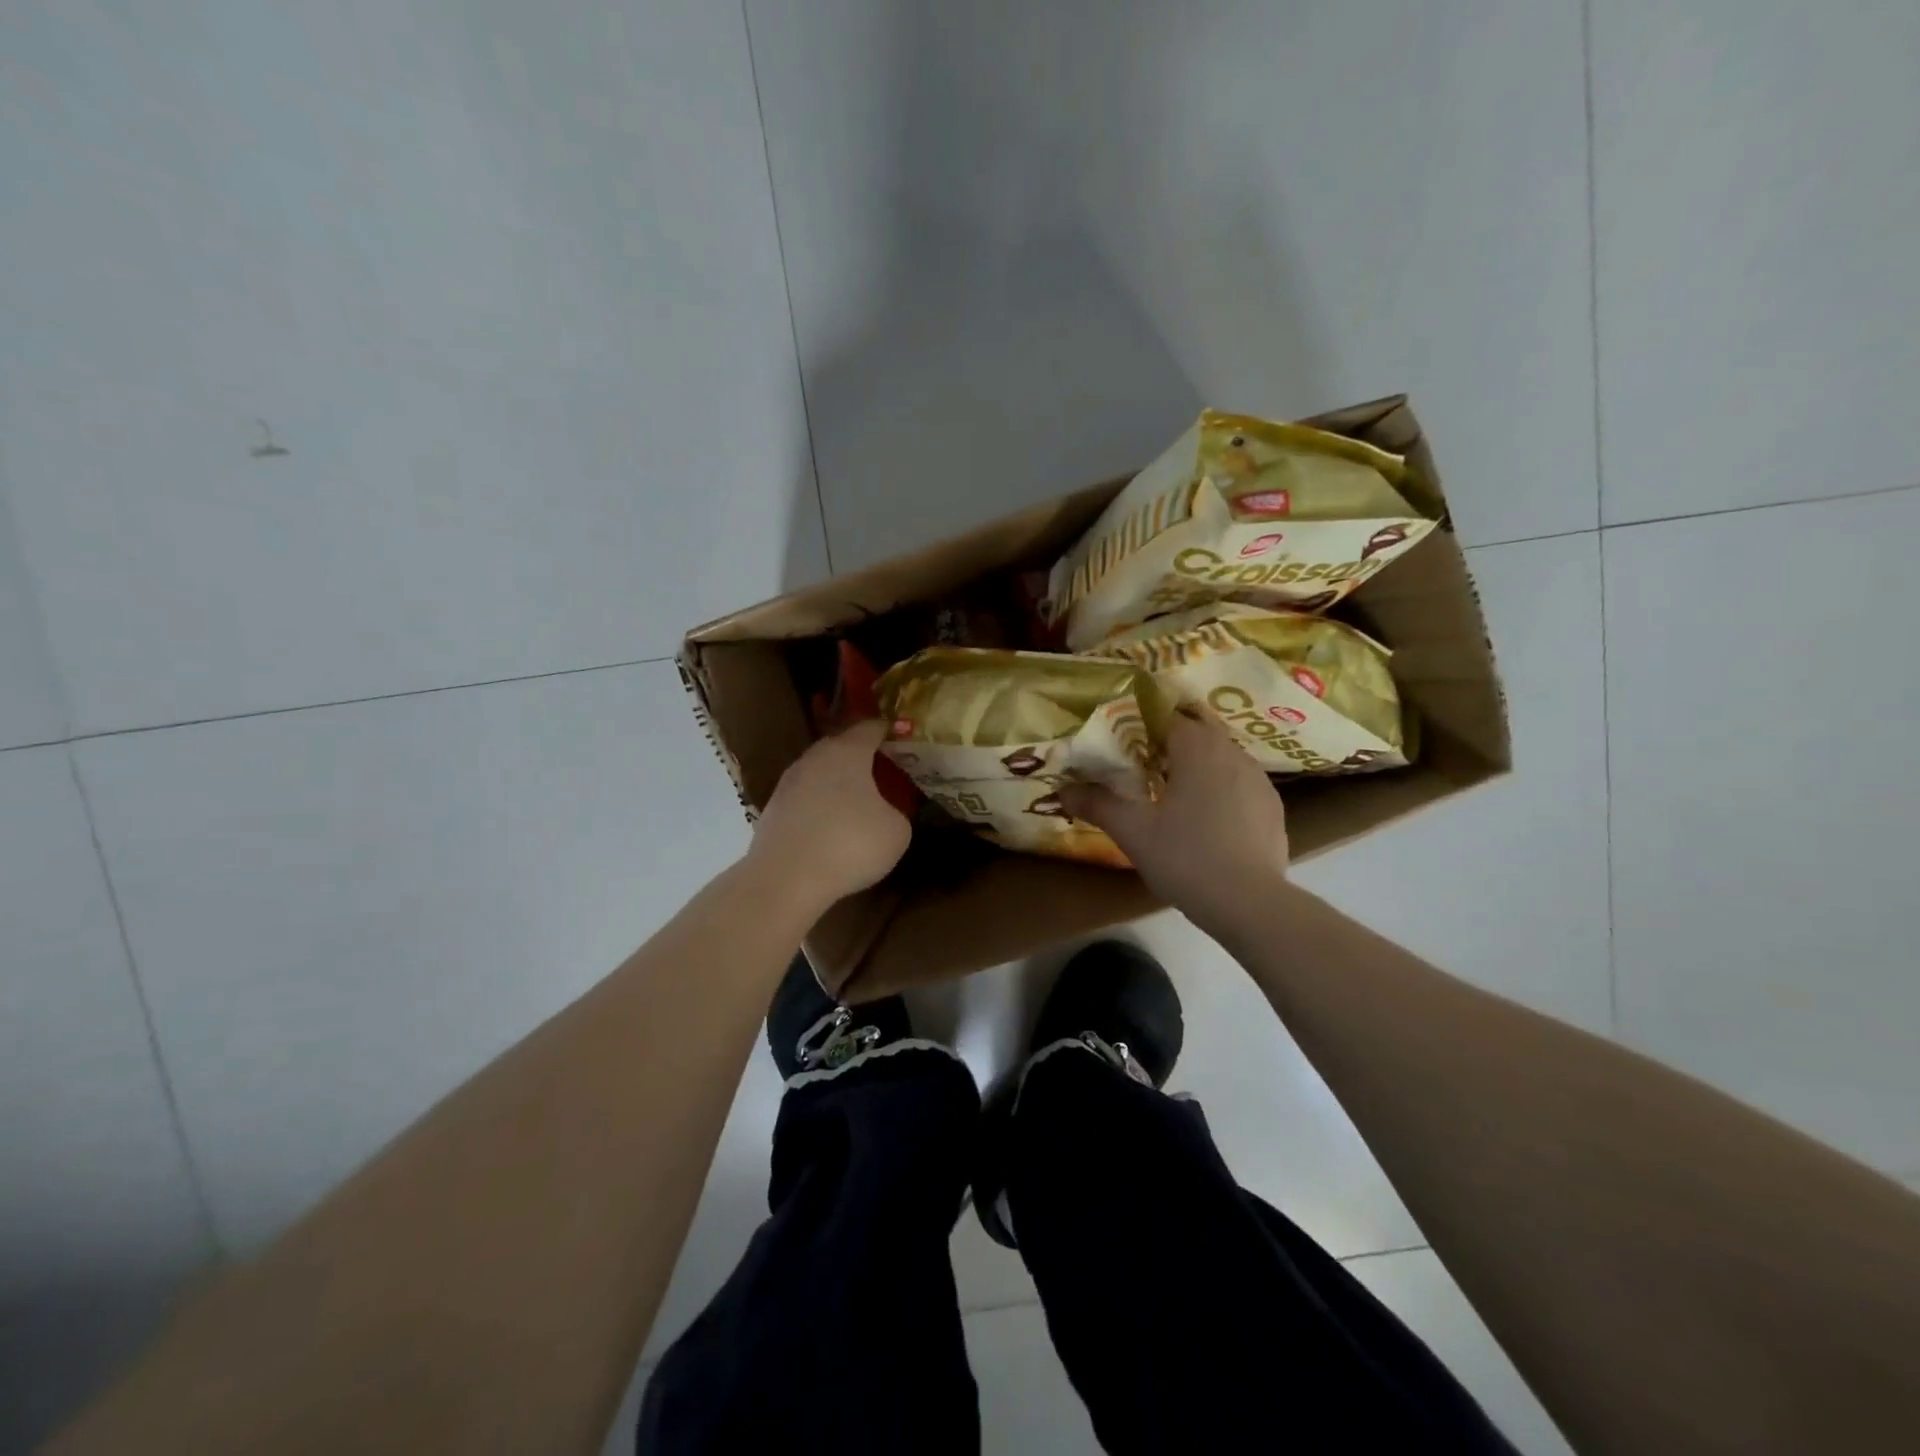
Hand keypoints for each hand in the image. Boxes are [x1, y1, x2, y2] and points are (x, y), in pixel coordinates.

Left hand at [749, 720, 911, 911]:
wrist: (785, 879)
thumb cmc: (849, 845)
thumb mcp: (897, 831)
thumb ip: (896, 811)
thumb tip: (884, 813)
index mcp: (847, 752)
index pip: (870, 728)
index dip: (887, 731)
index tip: (900, 738)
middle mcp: (814, 758)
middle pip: (840, 747)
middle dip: (860, 756)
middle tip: (881, 771)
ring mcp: (788, 783)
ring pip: (819, 773)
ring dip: (836, 784)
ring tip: (855, 803)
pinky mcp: (772, 810)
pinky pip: (804, 800)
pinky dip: (818, 808)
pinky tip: (829, 829)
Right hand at [1059, 710, 1288, 920]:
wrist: (1250, 904)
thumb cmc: (1186, 858)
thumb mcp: (1132, 831)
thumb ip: (1097, 803)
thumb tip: (1062, 790)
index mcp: (1198, 748)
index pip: (1166, 716)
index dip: (1140, 725)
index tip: (1120, 743)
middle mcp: (1233, 753)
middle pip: (1197, 731)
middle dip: (1168, 743)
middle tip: (1140, 765)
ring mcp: (1259, 780)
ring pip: (1220, 757)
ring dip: (1195, 765)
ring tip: (1170, 792)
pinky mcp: (1272, 808)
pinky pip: (1238, 783)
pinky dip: (1218, 789)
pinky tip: (1204, 819)